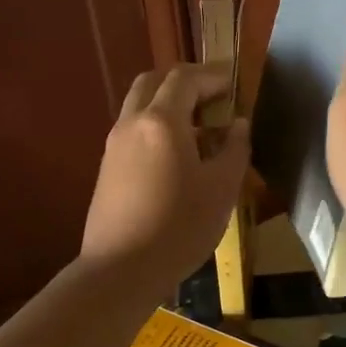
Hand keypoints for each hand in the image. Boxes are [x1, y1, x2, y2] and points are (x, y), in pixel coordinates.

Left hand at [80, 63, 249, 298]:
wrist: (121, 269)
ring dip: (169, 103)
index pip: (185, 79)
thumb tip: (238, 124)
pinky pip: (134, 129)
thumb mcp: (222, 189)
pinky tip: (177, 154)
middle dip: (185, 82)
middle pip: (154, 82)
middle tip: (213, 97)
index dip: (213, 76)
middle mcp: (132, 123)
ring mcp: (114, 145)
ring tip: (199, 127)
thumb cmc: (179, 227)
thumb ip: (234, 149)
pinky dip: (156, 125)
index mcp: (161, 122)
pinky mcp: (107, 167)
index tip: (235, 84)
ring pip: (140, 105)